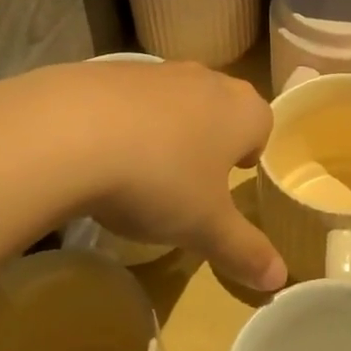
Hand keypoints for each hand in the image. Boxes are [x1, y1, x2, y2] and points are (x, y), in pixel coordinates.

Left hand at [41, 60, 283, 291]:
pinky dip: (124, 121)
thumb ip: (244, 251)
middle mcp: (205, 80)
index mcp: (240, 110)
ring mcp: (156, 71)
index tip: (232, 176)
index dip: (251, 150)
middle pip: (220, 105)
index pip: (262, 122)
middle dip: (211, 137)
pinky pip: (130, 98)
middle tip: (192, 177)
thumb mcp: (205, 227)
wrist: (70, 133)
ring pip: (175, 99)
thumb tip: (280, 279)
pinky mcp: (109, 71)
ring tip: (143, 170)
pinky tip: (100, 154)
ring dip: (167, 128)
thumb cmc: (159, 180)